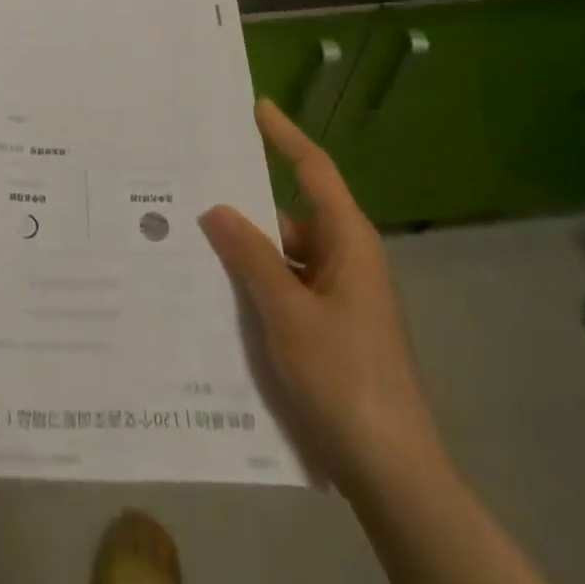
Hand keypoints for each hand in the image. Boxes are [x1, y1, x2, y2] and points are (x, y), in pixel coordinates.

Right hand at [199, 100, 444, 499]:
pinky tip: (217, 295)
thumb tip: (216, 208)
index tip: (256, 107)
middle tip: (193, 188)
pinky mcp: (331, 331)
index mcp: (348, 243)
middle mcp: (346, 261)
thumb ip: (250, 257)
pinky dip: (257, 286)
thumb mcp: (288, 313)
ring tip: (190, 242)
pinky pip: (287, 290)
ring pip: (284, 258)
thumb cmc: (345, 379)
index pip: (314, 171)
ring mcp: (340, 299)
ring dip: (246, 253)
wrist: (394, 476)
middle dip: (245, 207)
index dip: (285, 136)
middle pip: (290, 216)